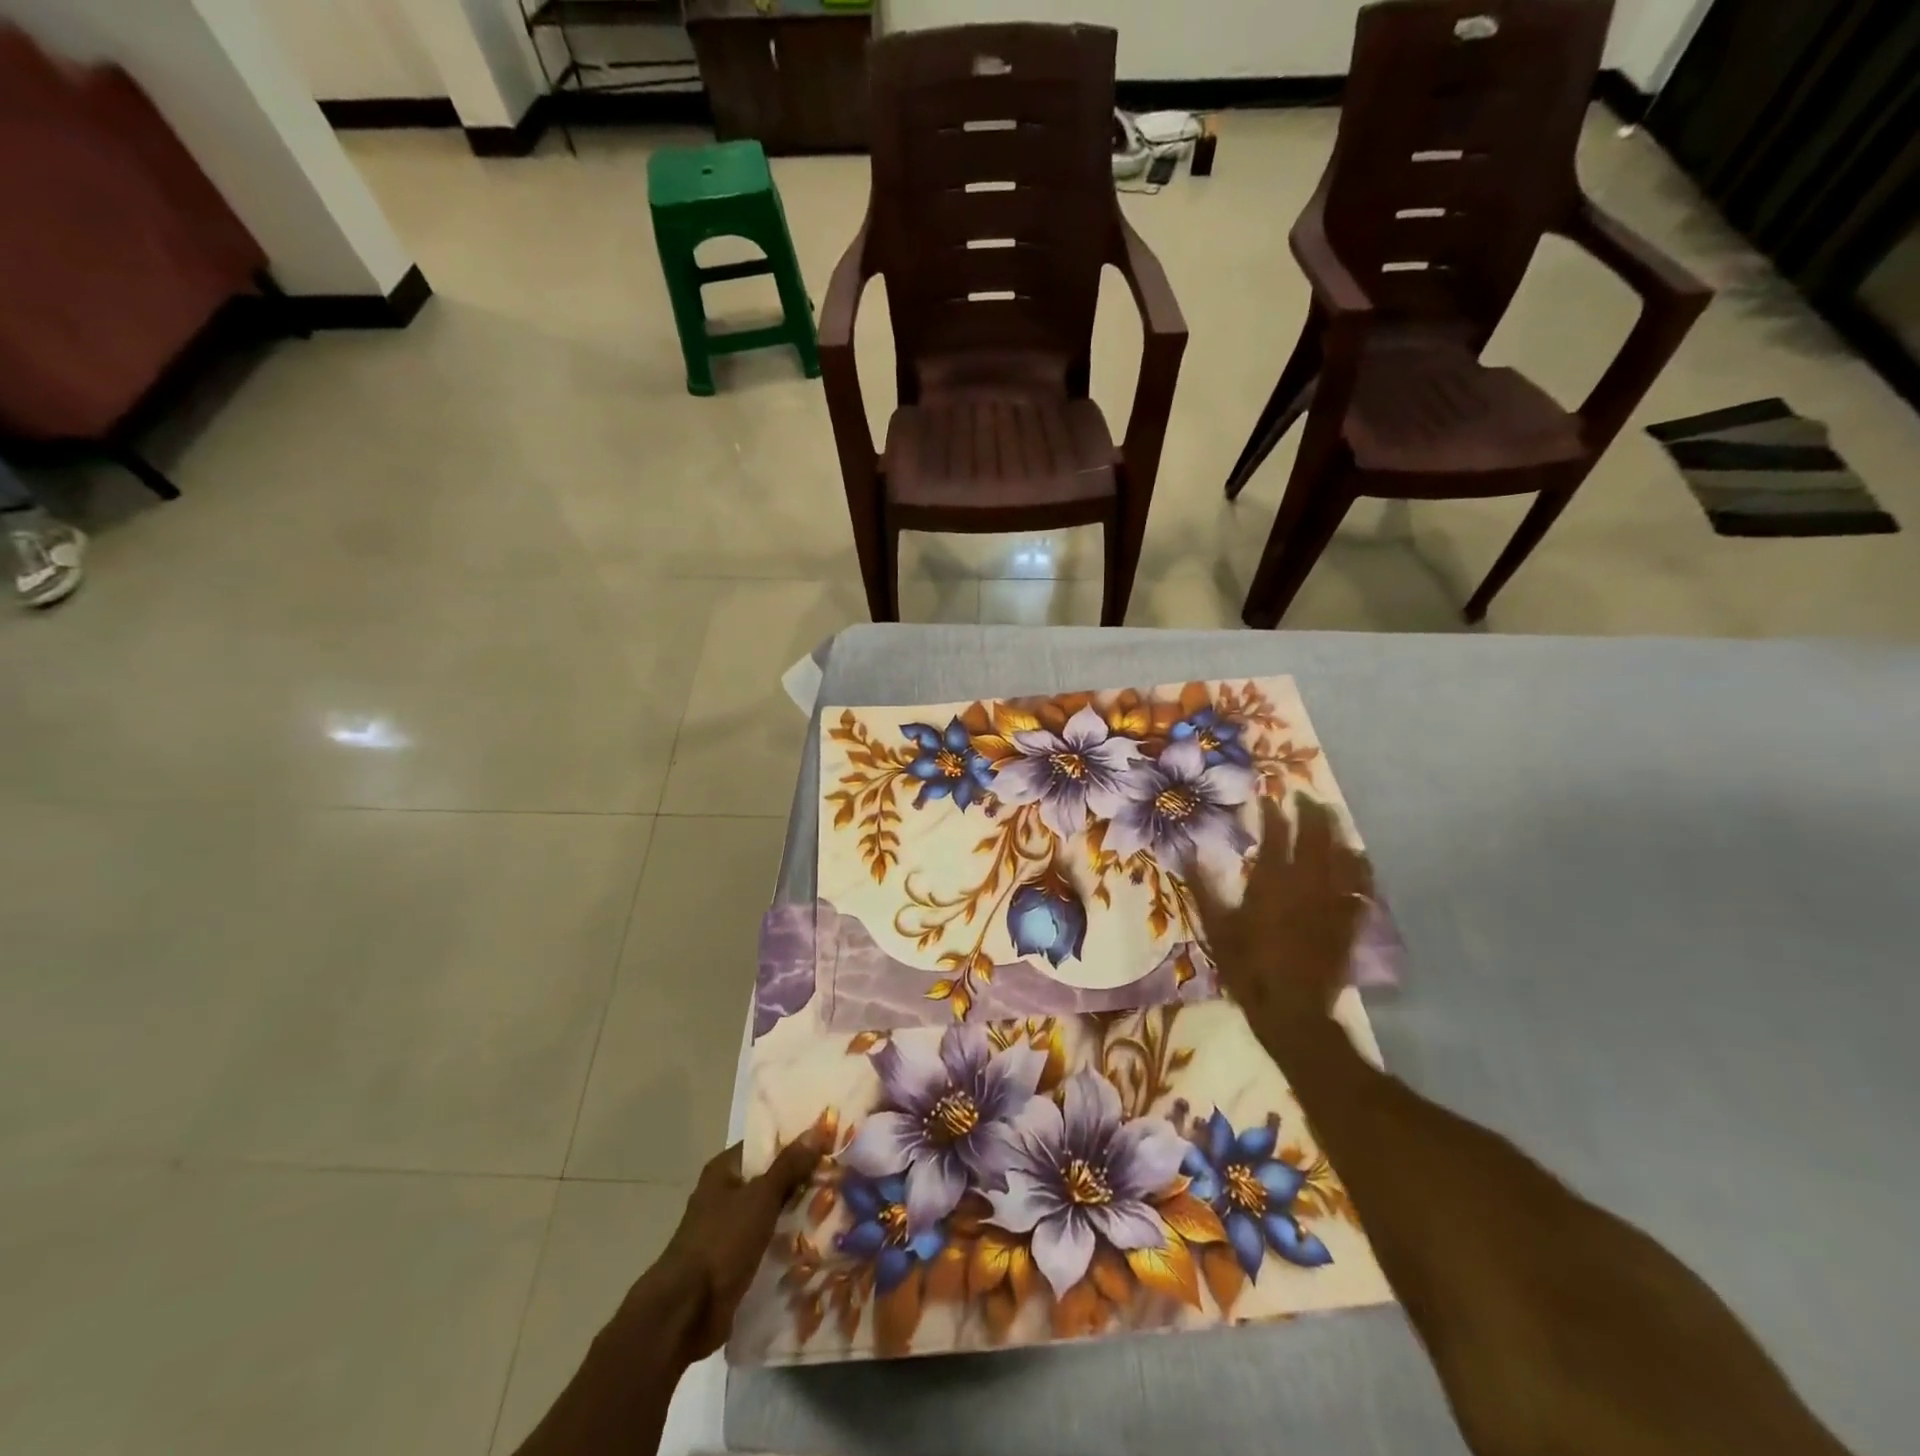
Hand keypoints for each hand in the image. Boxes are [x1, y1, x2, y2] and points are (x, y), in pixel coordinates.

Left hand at [648, 1137, 824, 1360]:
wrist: (687, 1311)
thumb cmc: (721, 1241)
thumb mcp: (761, 1197)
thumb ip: (789, 1165)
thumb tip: (818, 1129)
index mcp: (724, 1170)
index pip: (766, 1144)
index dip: (796, 1141)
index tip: (829, 1142)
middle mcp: (725, 1194)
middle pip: (770, 1178)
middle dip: (801, 1180)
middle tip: (840, 1176)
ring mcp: (729, 1229)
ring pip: (771, 1212)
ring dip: (797, 1214)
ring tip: (838, 1208)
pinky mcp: (735, 1260)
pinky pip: (767, 1242)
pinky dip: (786, 1243)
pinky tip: (817, 1242)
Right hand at [1191, 794, 1373, 1034]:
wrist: (1292, 1010)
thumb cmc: (1247, 968)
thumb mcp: (1216, 928)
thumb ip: (1203, 888)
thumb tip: (1188, 853)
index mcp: (1271, 883)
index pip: (1276, 836)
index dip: (1273, 813)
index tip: (1269, 797)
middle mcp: (1306, 885)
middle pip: (1315, 838)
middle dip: (1311, 812)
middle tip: (1305, 795)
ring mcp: (1332, 902)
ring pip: (1342, 856)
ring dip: (1337, 832)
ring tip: (1332, 815)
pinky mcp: (1349, 922)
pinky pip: (1361, 887)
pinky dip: (1360, 867)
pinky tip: (1357, 858)